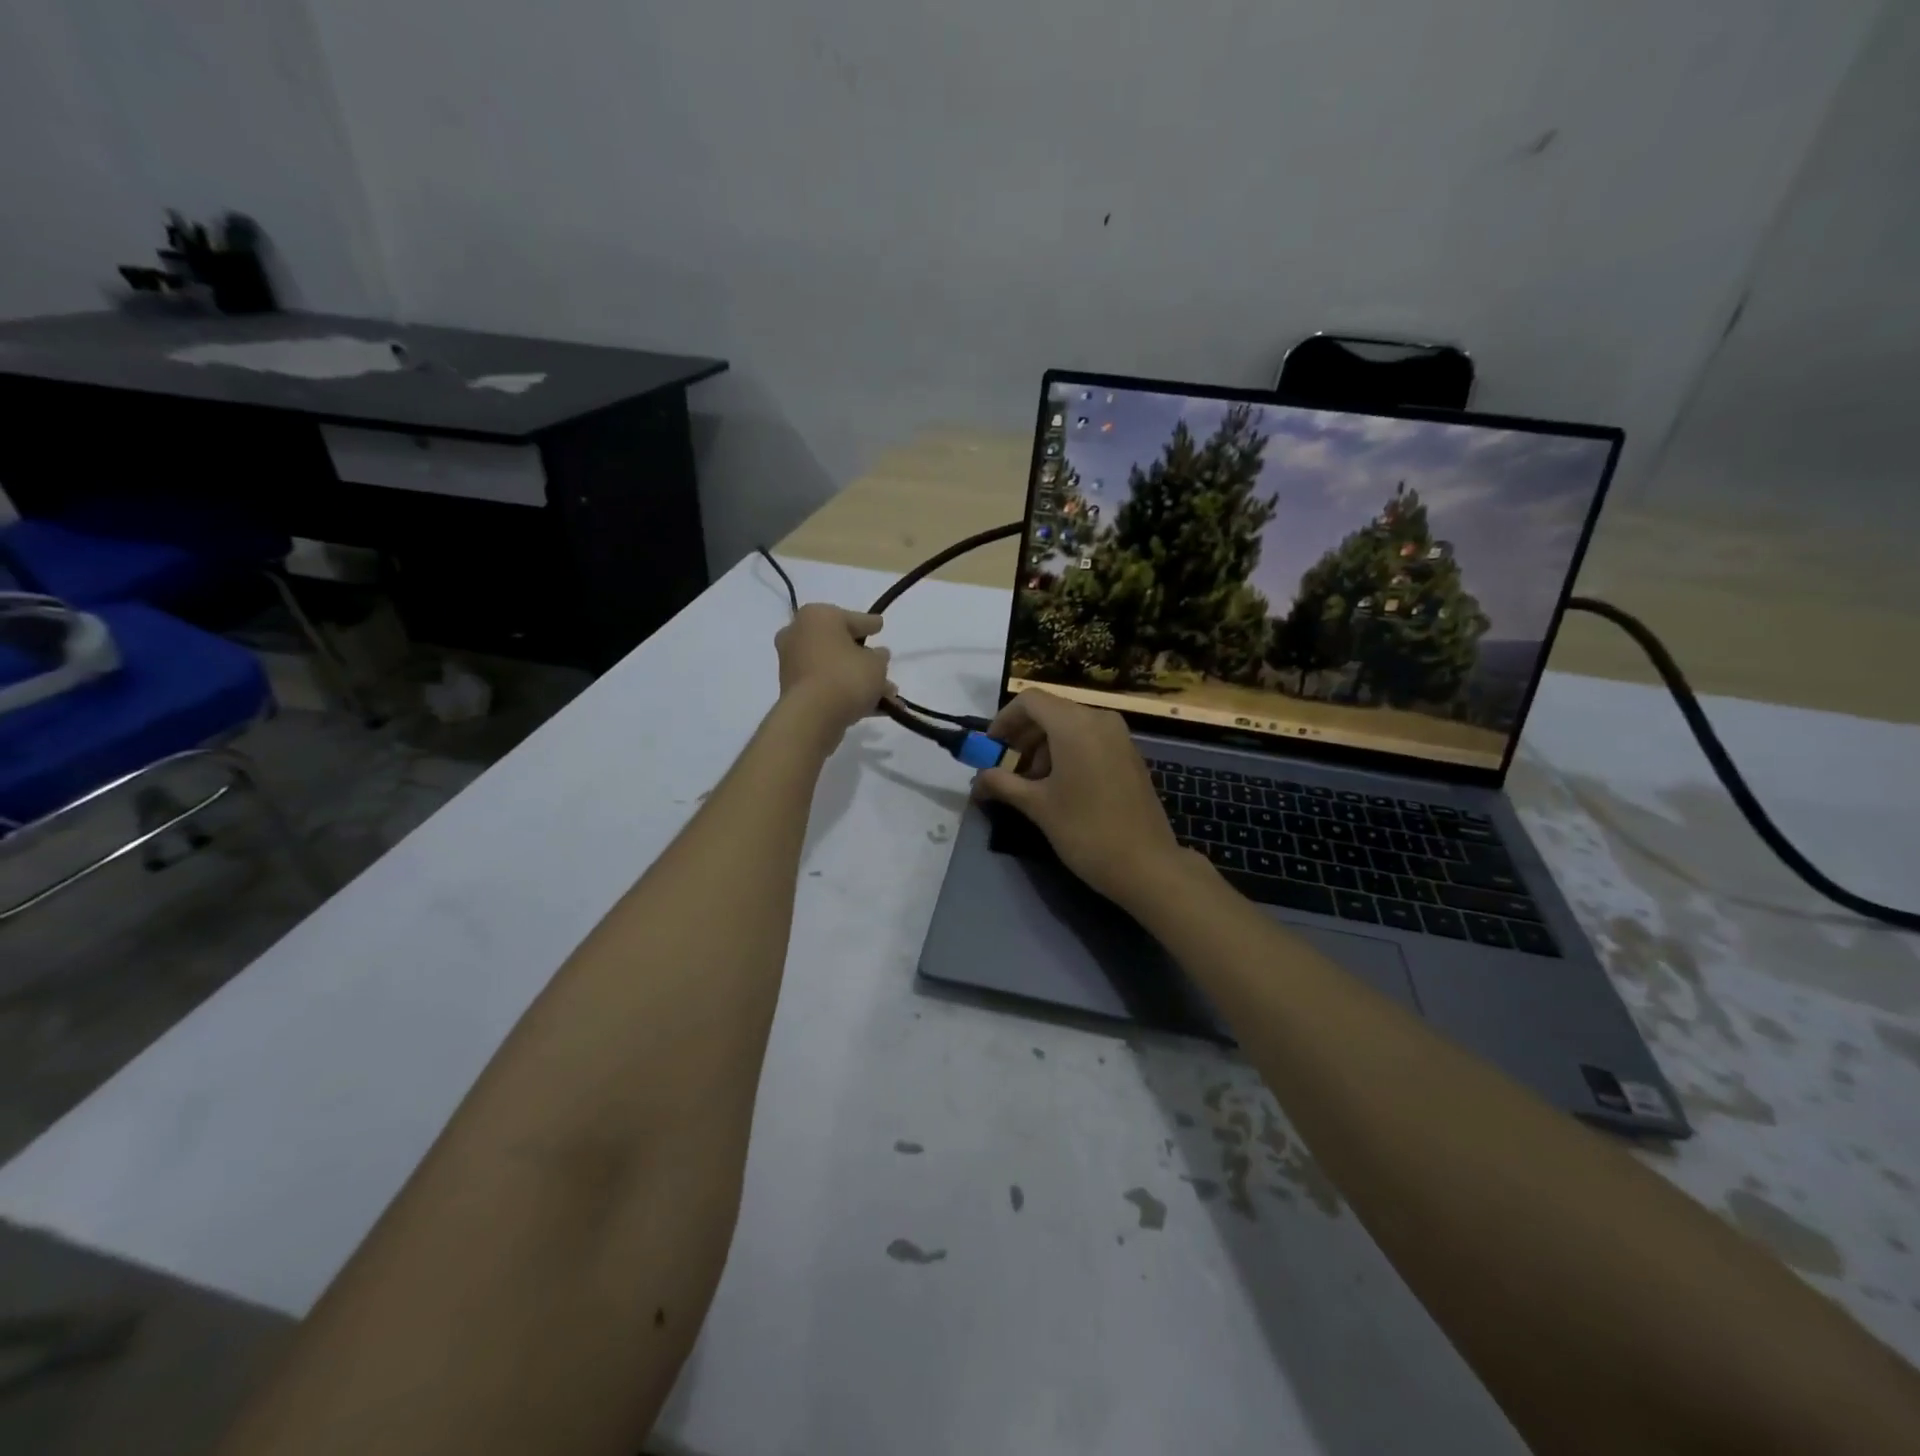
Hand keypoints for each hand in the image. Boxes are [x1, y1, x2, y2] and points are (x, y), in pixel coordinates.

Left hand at [775, 604, 891, 743]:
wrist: (812, 716)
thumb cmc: (846, 676)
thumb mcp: (876, 663)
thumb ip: (880, 656)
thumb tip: (876, 655)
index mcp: (817, 616)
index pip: (852, 618)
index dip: (870, 624)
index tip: (880, 625)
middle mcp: (798, 634)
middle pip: (840, 644)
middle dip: (865, 659)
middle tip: (884, 666)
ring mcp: (792, 663)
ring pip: (834, 668)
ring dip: (859, 680)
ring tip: (888, 695)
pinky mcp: (792, 689)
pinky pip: (826, 685)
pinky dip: (846, 693)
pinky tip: (872, 707)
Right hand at [972, 689, 1191, 903]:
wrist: (1147, 865)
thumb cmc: (1086, 831)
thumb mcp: (1038, 806)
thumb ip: (1003, 784)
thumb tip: (977, 780)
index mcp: (1075, 725)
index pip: (1030, 701)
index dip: (1004, 720)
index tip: (991, 749)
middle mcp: (1099, 720)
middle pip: (1050, 712)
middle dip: (1023, 737)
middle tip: (1007, 771)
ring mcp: (1119, 737)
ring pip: (1070, 726)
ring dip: (1043, 748)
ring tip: (1031, 785)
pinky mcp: (1129, 755)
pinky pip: (1090, 739)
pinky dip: (1067, 753)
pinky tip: (1060, 788)